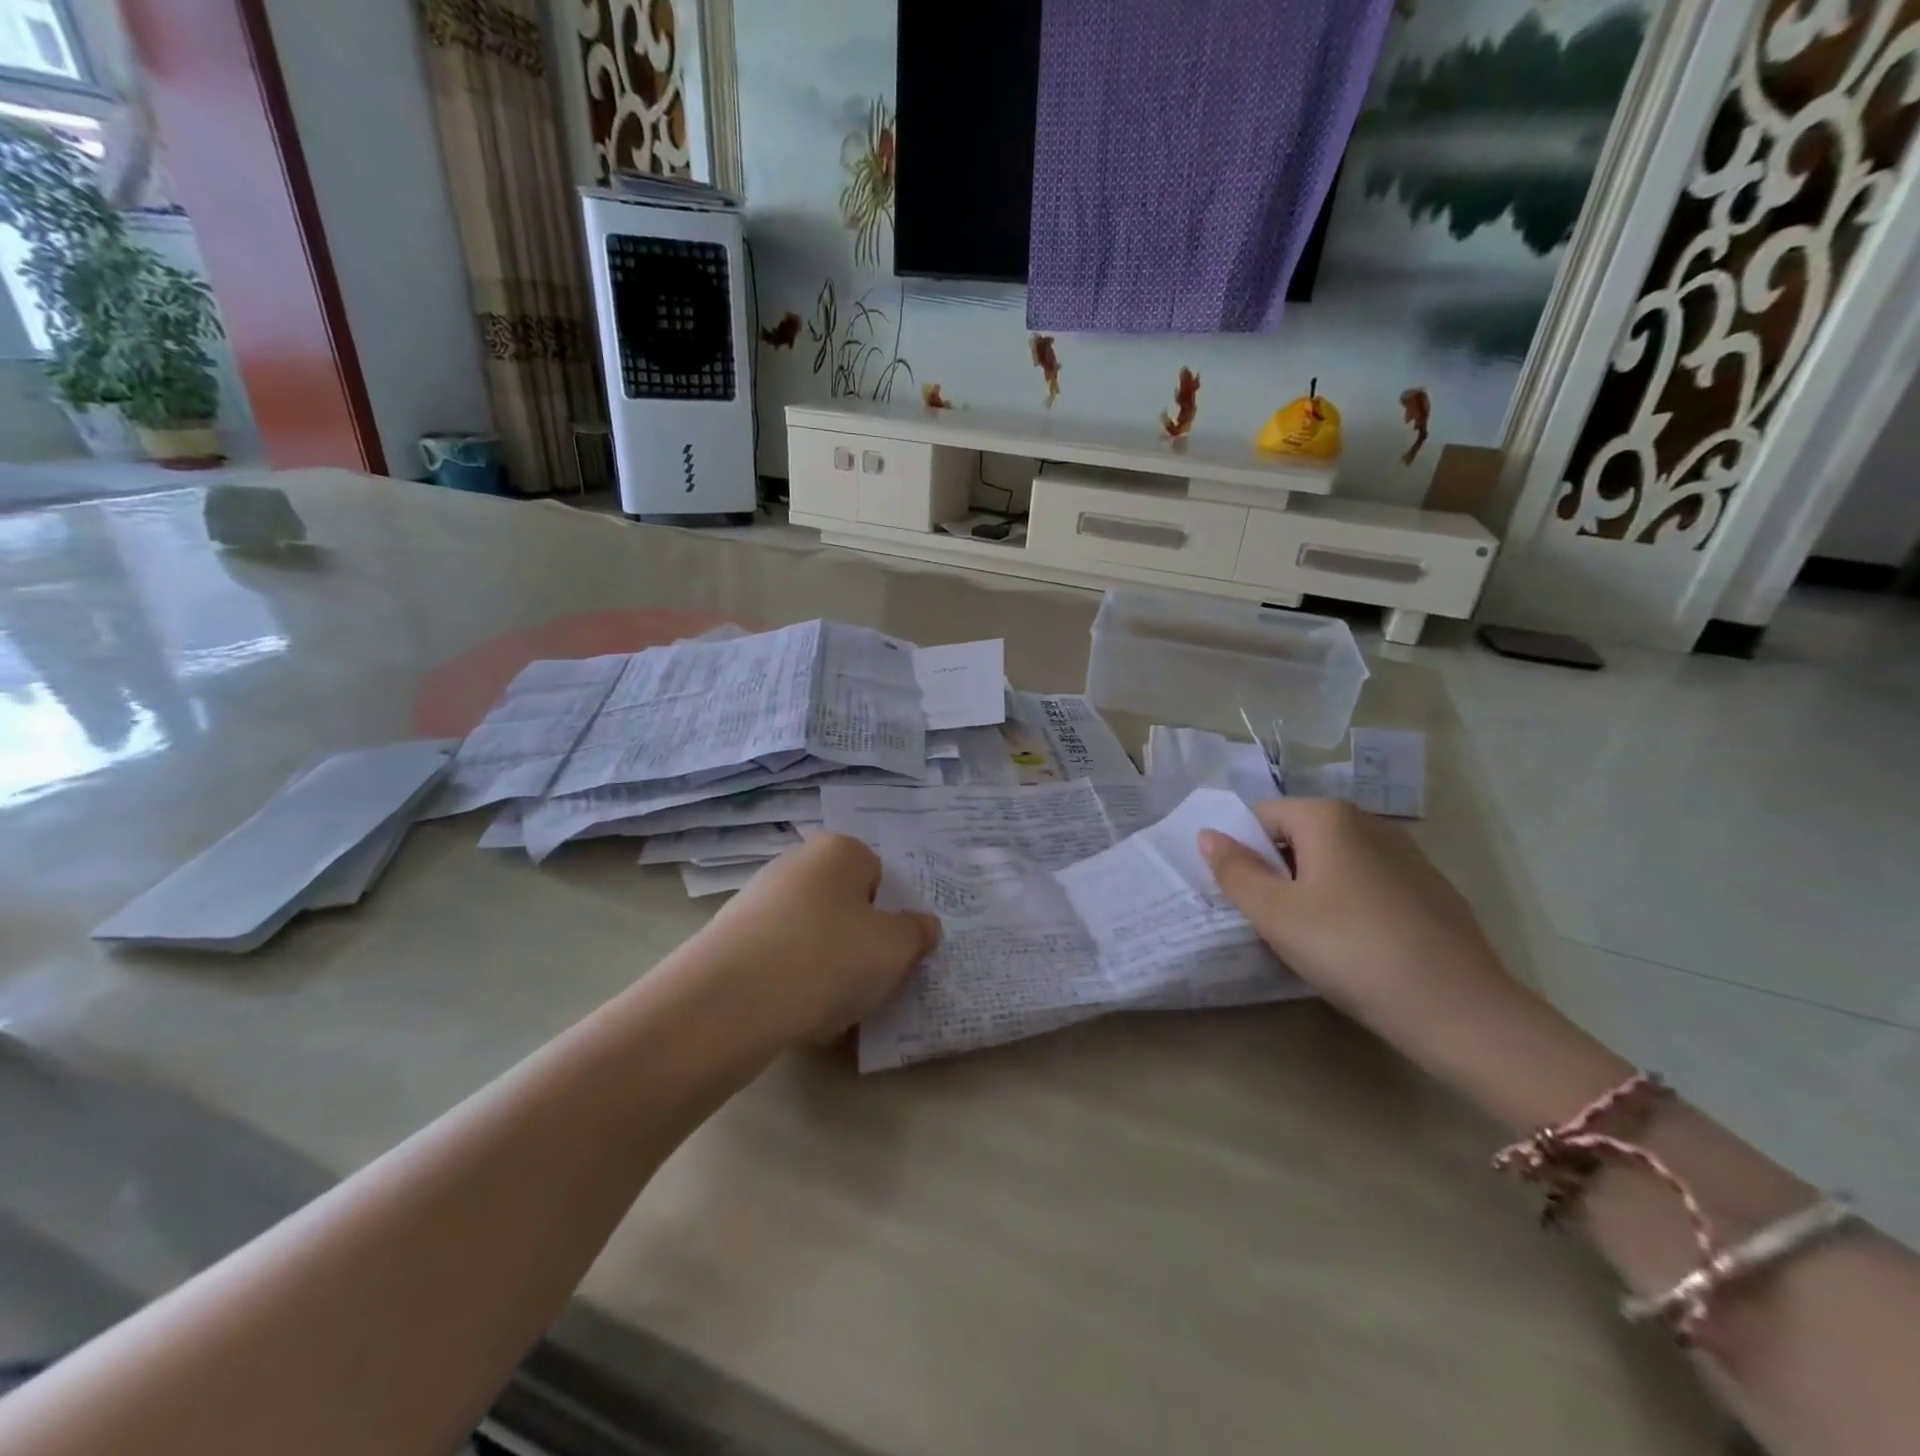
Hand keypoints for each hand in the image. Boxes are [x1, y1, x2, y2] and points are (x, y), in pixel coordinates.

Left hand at [691, 833, 941, 1045]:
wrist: (728, 1003)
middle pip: (844, 905)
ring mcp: (757, 901)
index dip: (890, 915)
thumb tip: (923, 925)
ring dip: (827, 969)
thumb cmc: (828, 958)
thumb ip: (917, 933)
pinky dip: (792, 985)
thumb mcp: (895, 948)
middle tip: (869, 981)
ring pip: (812, 937)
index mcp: (838, 850)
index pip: (880, 875)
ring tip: (833, 1010)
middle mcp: (795, 864)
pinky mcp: (730, 940)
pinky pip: (779, 961)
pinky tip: (796, 1017)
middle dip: (858, 942)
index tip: (892, 951)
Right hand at [1198, 799, 1530, 1063]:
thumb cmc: (1351, 950)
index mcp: (1328, 817)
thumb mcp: (1275, 914)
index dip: (1242, 852)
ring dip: (1312, 890)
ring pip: (1335, 863)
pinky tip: (1357, 949)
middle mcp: (1369, 823)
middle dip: (1277, 872)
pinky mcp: (1431, 892)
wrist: (1460, 1010)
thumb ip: (1234, 870)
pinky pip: (1370, 886)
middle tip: (1270, 921)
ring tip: (1311, 939)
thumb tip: (1208, 834)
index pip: (1261, 816)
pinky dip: (1350, 906)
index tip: (1242, 897)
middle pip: (1298, 837)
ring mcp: (1408, 857)